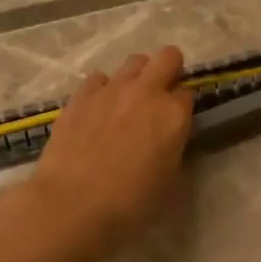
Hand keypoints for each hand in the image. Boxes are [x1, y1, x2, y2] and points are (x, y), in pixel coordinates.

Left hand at [24, 45, 193, 258]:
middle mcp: (147, 92)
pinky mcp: (81, 95)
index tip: (175, 123)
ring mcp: (112, 89)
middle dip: (169, 70)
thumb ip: (174, 151)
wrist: (72, 204)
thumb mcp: (169, 183)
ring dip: (137, 77)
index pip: (188, 93)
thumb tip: (168, 142)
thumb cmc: (129, 204)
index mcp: (174, 115)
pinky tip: (97, 111)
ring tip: (126, 104)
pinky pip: (99, 78)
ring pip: (134, 61)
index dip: (182, 107)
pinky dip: (103, 89)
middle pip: (168, 56)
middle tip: (159, 97)